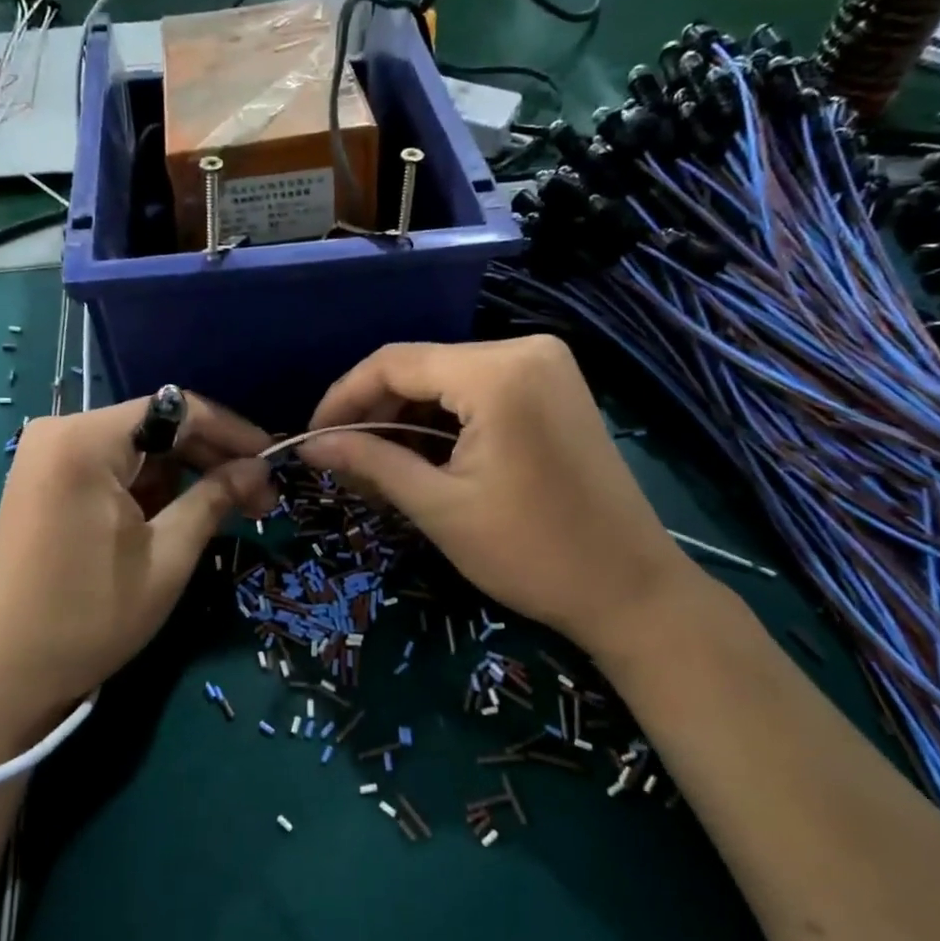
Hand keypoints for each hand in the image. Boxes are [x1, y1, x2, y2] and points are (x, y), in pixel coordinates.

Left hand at [0, 396, 275, 742]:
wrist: (3, 675)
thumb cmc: (89, 617)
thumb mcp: (167, 556)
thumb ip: (215, 498)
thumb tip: (260, 468)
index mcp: (85, 440)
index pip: (178, 410)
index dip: (233, 432)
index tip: (274, 461)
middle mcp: (60, 432)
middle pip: (157, 426)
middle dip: (211, 459)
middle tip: (259, 498)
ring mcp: (46, 456)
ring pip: (138, 449)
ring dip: (183, 477)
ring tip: (227, 512)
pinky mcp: (44, 482)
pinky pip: (112, 468)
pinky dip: (149, 489)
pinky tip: (178, 517)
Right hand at [300, 337, 699, 662]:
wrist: (629, 589)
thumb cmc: (530, 552)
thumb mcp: (438, 507)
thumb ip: (371, 462)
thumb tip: (309, 445)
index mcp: (497, 372)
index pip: (394, 362)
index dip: (343, 396)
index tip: (313, 437)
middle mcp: (525, 350)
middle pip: (422, 367)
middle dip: (376, 411)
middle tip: (343, 459)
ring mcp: (546, 367)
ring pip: (448, 380)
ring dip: (407, 418)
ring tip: (378, 464)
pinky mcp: (555, 390)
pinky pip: (480, 391)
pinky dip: (444, 421)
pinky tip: (423, 456)